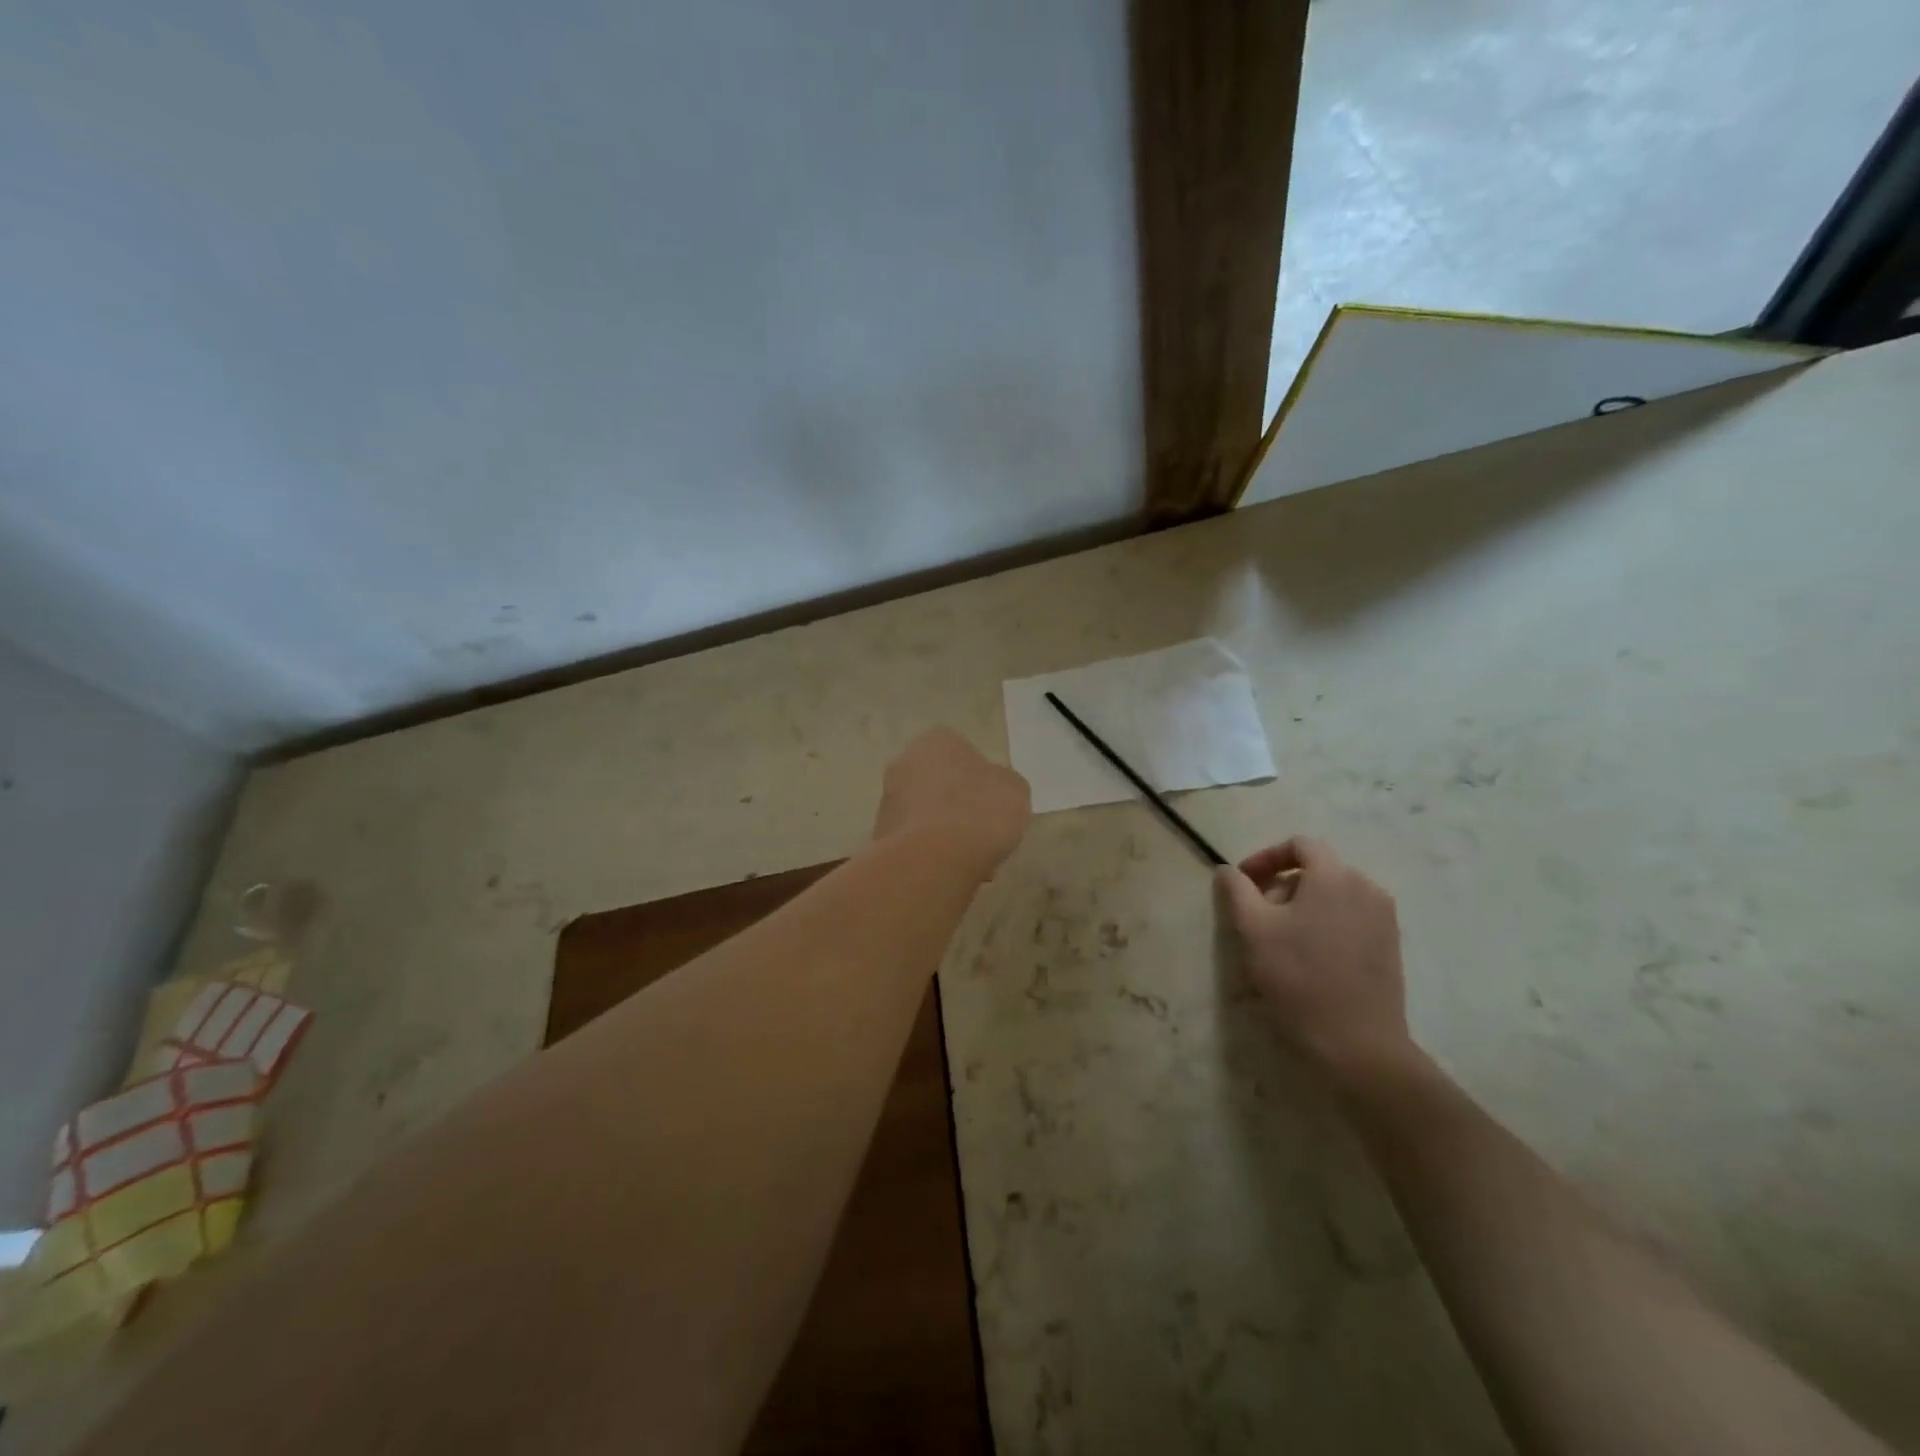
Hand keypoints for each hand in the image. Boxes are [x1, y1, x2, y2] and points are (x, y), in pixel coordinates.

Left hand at [872, 728, 1031, 876]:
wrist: (933, 860)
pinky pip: (915, 842)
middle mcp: (903, 763)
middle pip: (939, 784)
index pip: (960, 751)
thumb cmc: (979, 811)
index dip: (980, 779)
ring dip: (944, 833)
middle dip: (958, 806)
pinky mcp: (880, 837)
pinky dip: (931, 854)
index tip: (994, 804)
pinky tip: (951, 872)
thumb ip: (1003, 784)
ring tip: (970, 861)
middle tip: (982, 832)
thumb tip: (993, 790)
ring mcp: (887, 801)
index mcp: (935, 740)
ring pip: (926, 815)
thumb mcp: (1015, 790)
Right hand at [1216, 837, 1413, 1085]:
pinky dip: (1325, 923)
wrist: (1357, 1044)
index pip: (1299, 845)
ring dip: (1302, 905)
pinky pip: (1350, 918)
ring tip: (1280, 939)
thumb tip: (1227, 869)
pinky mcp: (1390, 947)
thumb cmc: (1298, 978)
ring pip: (1334, 895)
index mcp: (1334, 876)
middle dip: (1281, 885)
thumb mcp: (1252, 929)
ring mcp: (1384, 918)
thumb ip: (1236, 890)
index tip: (1242, 883)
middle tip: (1256, 916)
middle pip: (1317, 869)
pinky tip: (1309, 957)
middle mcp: (1366, 887)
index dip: (1265, 858)